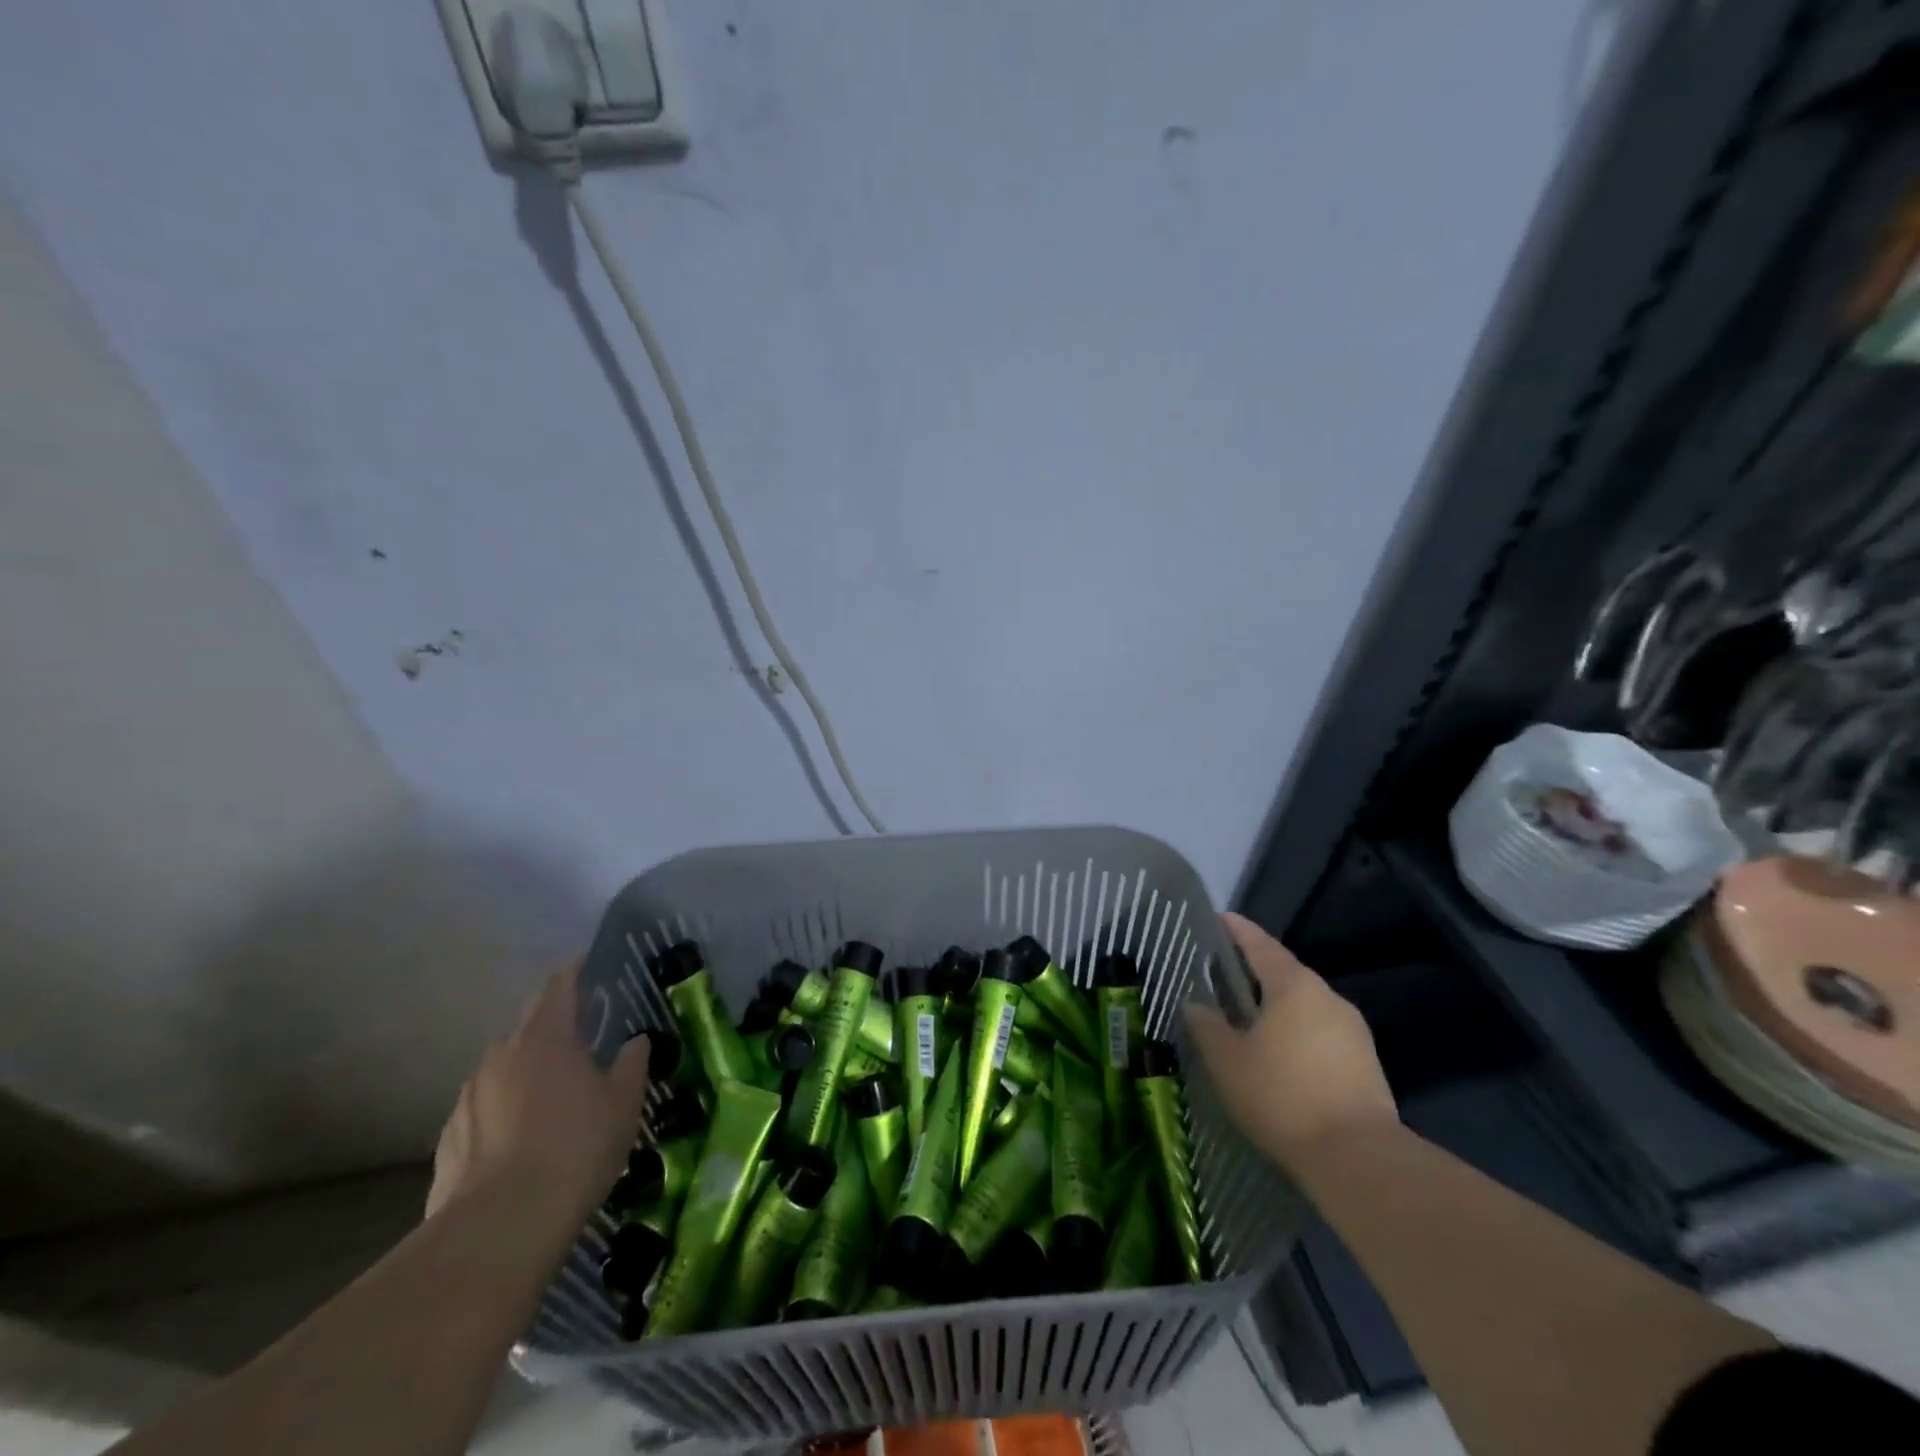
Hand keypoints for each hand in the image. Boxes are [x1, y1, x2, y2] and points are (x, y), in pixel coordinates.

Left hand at [426, 963, 651, 1231]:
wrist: (500, 1227)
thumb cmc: (575, 1148)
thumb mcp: (623, 1103)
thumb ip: (631, 1064)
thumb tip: (635, 1042)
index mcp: (545, 1036)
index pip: (559, 985)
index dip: (576, 972)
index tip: (592, 966)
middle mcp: (501, 1054)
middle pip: (530, 1024)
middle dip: (555, 1024)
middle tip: (584, 1037)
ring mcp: (469, 1096)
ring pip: (505, 1068)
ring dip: (529, 1070)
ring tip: (554, 1095)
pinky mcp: (450, 1137)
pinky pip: (486, 1108)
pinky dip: (505, 1110)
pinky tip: (523, 1141)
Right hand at [1184, 913, 1397, 1176]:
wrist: (1358, 1159)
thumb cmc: (1282, 1097)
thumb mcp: (1228, 1062)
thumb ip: (1207, 1027)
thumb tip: (1194, 1004)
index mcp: (1294, 986)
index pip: (1261, 946)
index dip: (1239, 931)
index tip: (1220, 918)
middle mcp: (1328, 998)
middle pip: (1287, 973)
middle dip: (1257, 969)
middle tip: (1226, 971)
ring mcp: (1352, 1030)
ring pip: (1306, 1004)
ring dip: (1278, 1003)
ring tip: (1249, 1013)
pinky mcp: (1365, 1062)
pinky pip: (1321, 1031)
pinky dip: (1297, 1030)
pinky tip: (1280, 1050)